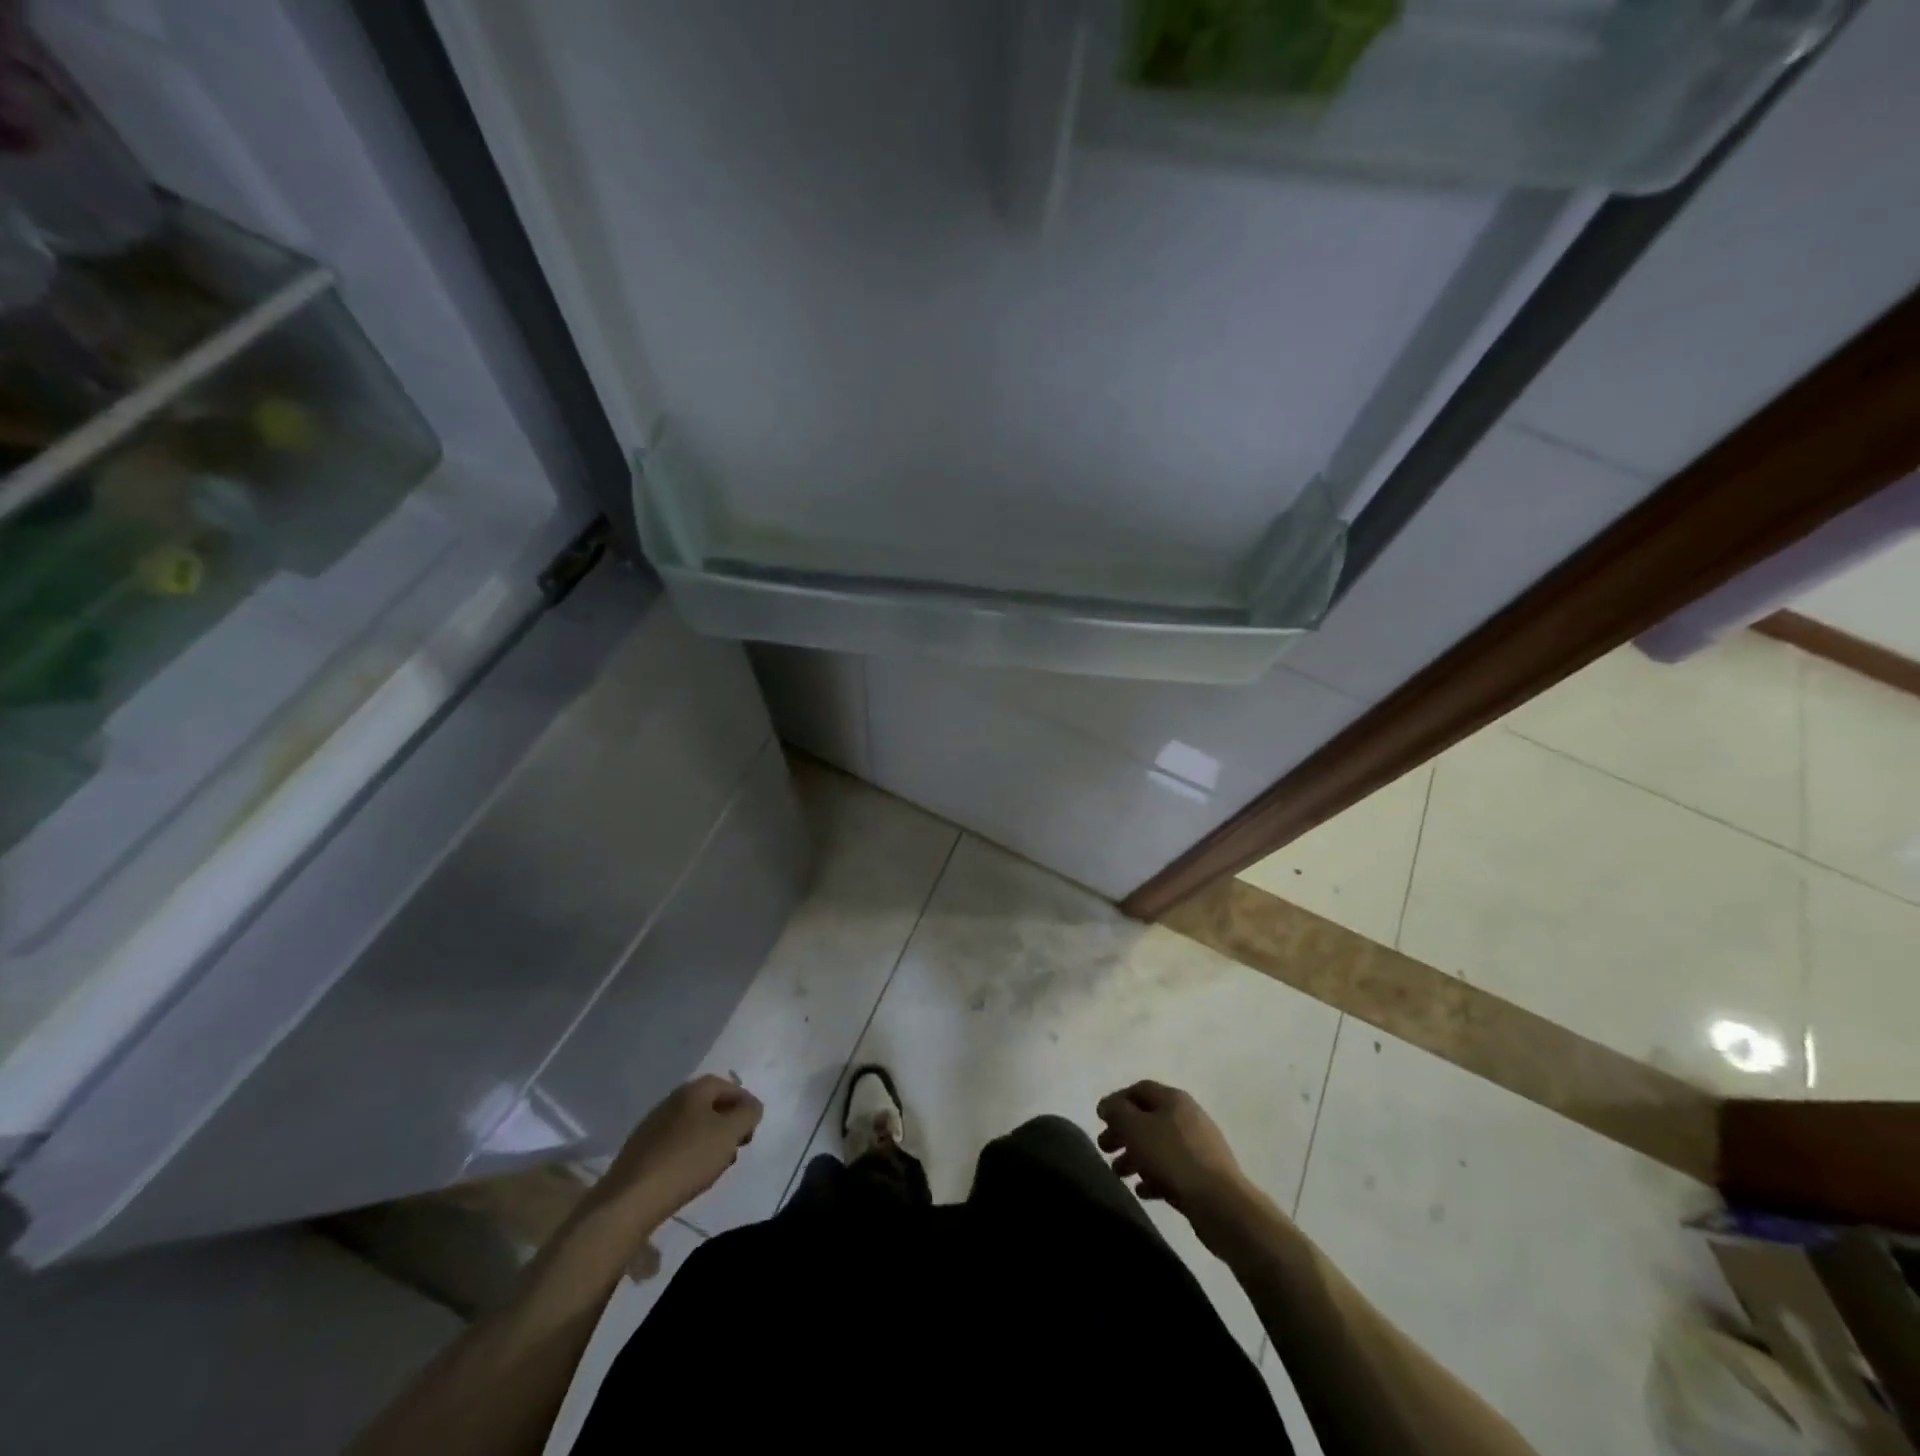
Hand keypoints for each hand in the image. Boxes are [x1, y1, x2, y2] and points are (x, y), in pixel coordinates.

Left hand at [591, 1075, 762, 1228]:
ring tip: (716, 1165)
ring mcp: (652, 1125)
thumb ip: (747, 1114)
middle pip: (709, 1105)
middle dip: (727, 1123)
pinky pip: (674, 1144)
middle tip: (737, 1146)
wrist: (630, 1200)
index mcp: (693, 1090)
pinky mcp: (640, 1151)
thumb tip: (751, 1106)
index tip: (752, 1127)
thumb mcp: (729, 1134)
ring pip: (692, 1125)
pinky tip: (690, 1174)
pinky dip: (689, 1153)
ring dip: (709, 1139)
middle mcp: (671, 1100)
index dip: (744, 1103)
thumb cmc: (687, 1160)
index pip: (727, 1085)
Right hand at [1096, 1079, 1253, 1224]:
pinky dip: (1154, 1176)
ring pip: (1159, 1145)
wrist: (1220, 1204)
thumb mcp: (1135, 1128)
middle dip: (1123, 1132)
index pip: (1140, 1089)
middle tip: (1104, 1148)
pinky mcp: (1204, 1175)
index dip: (1117, 1101)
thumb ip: (1116, 1112)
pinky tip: (1142, 1191)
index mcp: (1173, 1099)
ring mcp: (1199, 1147)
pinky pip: (1172, 1169)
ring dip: (1135, 1156)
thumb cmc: (1172, 1157)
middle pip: (1148, 1118)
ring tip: (1118, 1173)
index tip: (1100, 1119)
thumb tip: (1107, 1105)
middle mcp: (1188, 1117)